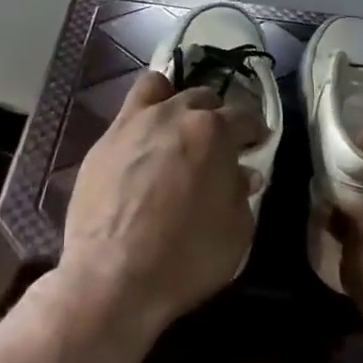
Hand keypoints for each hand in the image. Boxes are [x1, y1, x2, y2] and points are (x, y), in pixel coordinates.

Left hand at [56, 71, 265, 341]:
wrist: (112, 275)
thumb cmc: (186, 257)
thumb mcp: (236, 233)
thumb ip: (241, 194)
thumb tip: (242, 174)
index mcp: (214, 132)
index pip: (244, 117)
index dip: (255, 131)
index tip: (258, 144)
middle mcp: (175, 114)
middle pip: (202, 98)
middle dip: (216, 116)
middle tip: (217, 144)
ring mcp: (134, 122)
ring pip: (159, 88)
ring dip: (174, 101)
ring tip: (176, 126)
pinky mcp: (104, 140)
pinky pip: (127, 111)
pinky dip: (142, 118)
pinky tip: (143, 144)